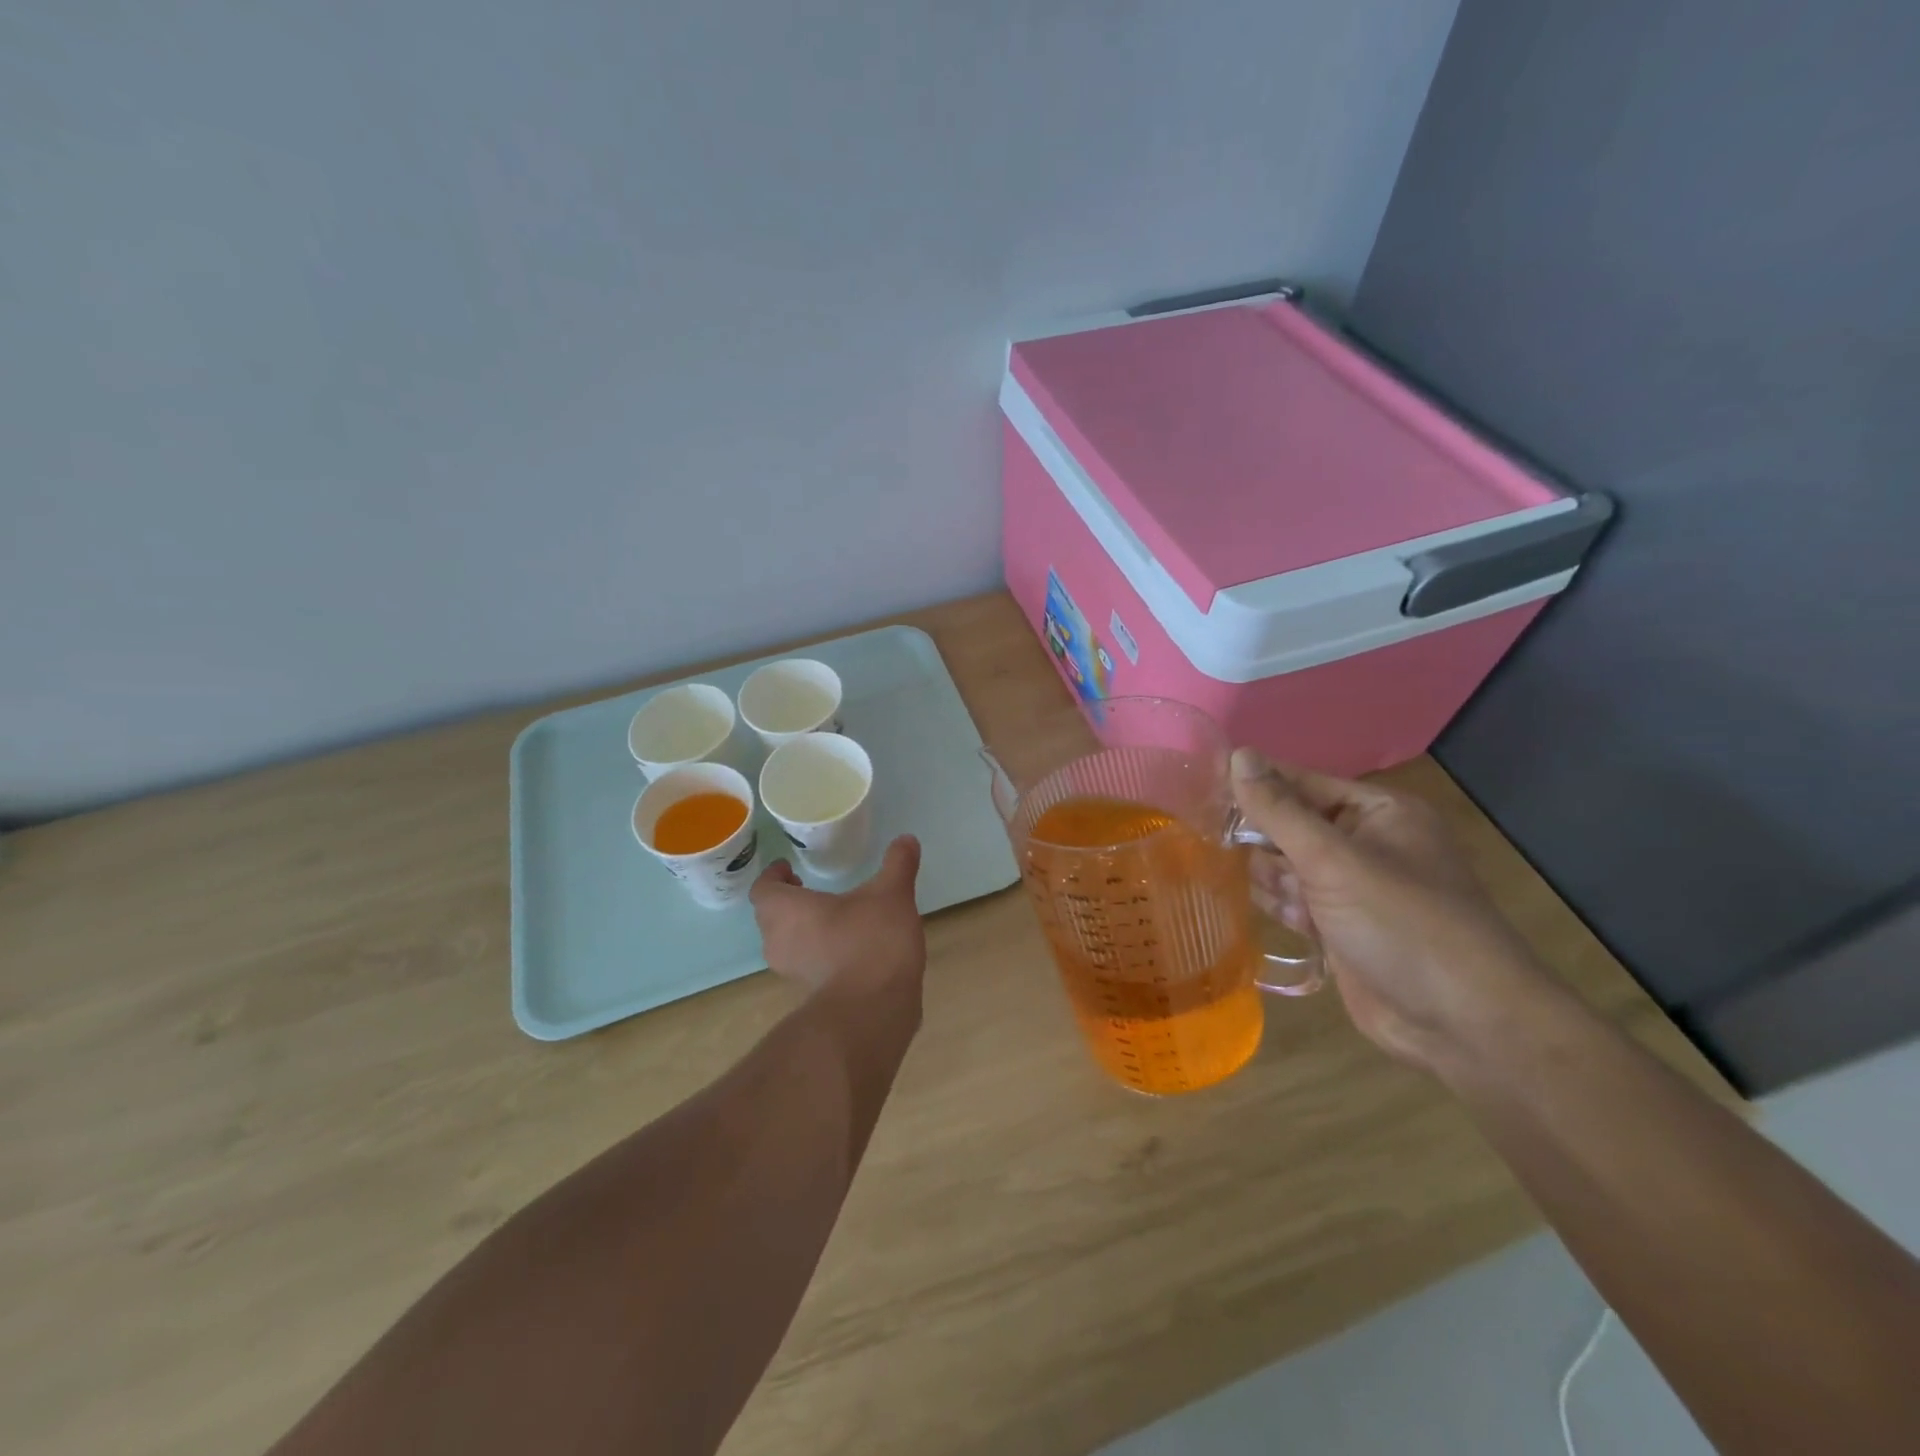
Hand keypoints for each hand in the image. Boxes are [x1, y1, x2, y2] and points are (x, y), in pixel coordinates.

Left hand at [749, 836, 926, 1003]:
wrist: (873, 1011)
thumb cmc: (871, 941)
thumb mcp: (892, 894)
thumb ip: (898, 864)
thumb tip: (906, 839)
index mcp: (787, 910)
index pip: (763, 889)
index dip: (774, 876)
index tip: (789, 868)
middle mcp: (779, 941)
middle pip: (770, 917)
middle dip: (787, 902)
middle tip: (808, 890)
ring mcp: (793, 973)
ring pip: (786, 943)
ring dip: (801, 929)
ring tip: (832, 917)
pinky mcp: (811, 995)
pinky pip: (806, 965)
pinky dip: (819, 953)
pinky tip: (849, 947)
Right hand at [1230, 748, 1546, 1071]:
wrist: (1460, 1023)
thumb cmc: (1400, 923)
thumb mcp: (1333, 859)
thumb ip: (1279, 809)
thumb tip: (1238, 754)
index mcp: (1377, 813)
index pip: (1300, 783)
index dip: (1254, 786)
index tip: (1201, 790)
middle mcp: (1365, 844)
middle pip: (1289, 825)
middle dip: (1261, 840)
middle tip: (1220, 847)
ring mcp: (1353, 889)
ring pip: (1286, 866)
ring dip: (1269, 877)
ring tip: (1266, 892)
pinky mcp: (1341, 928)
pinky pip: (1294, 902)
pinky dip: (1279, 905)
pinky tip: (1272, 914)